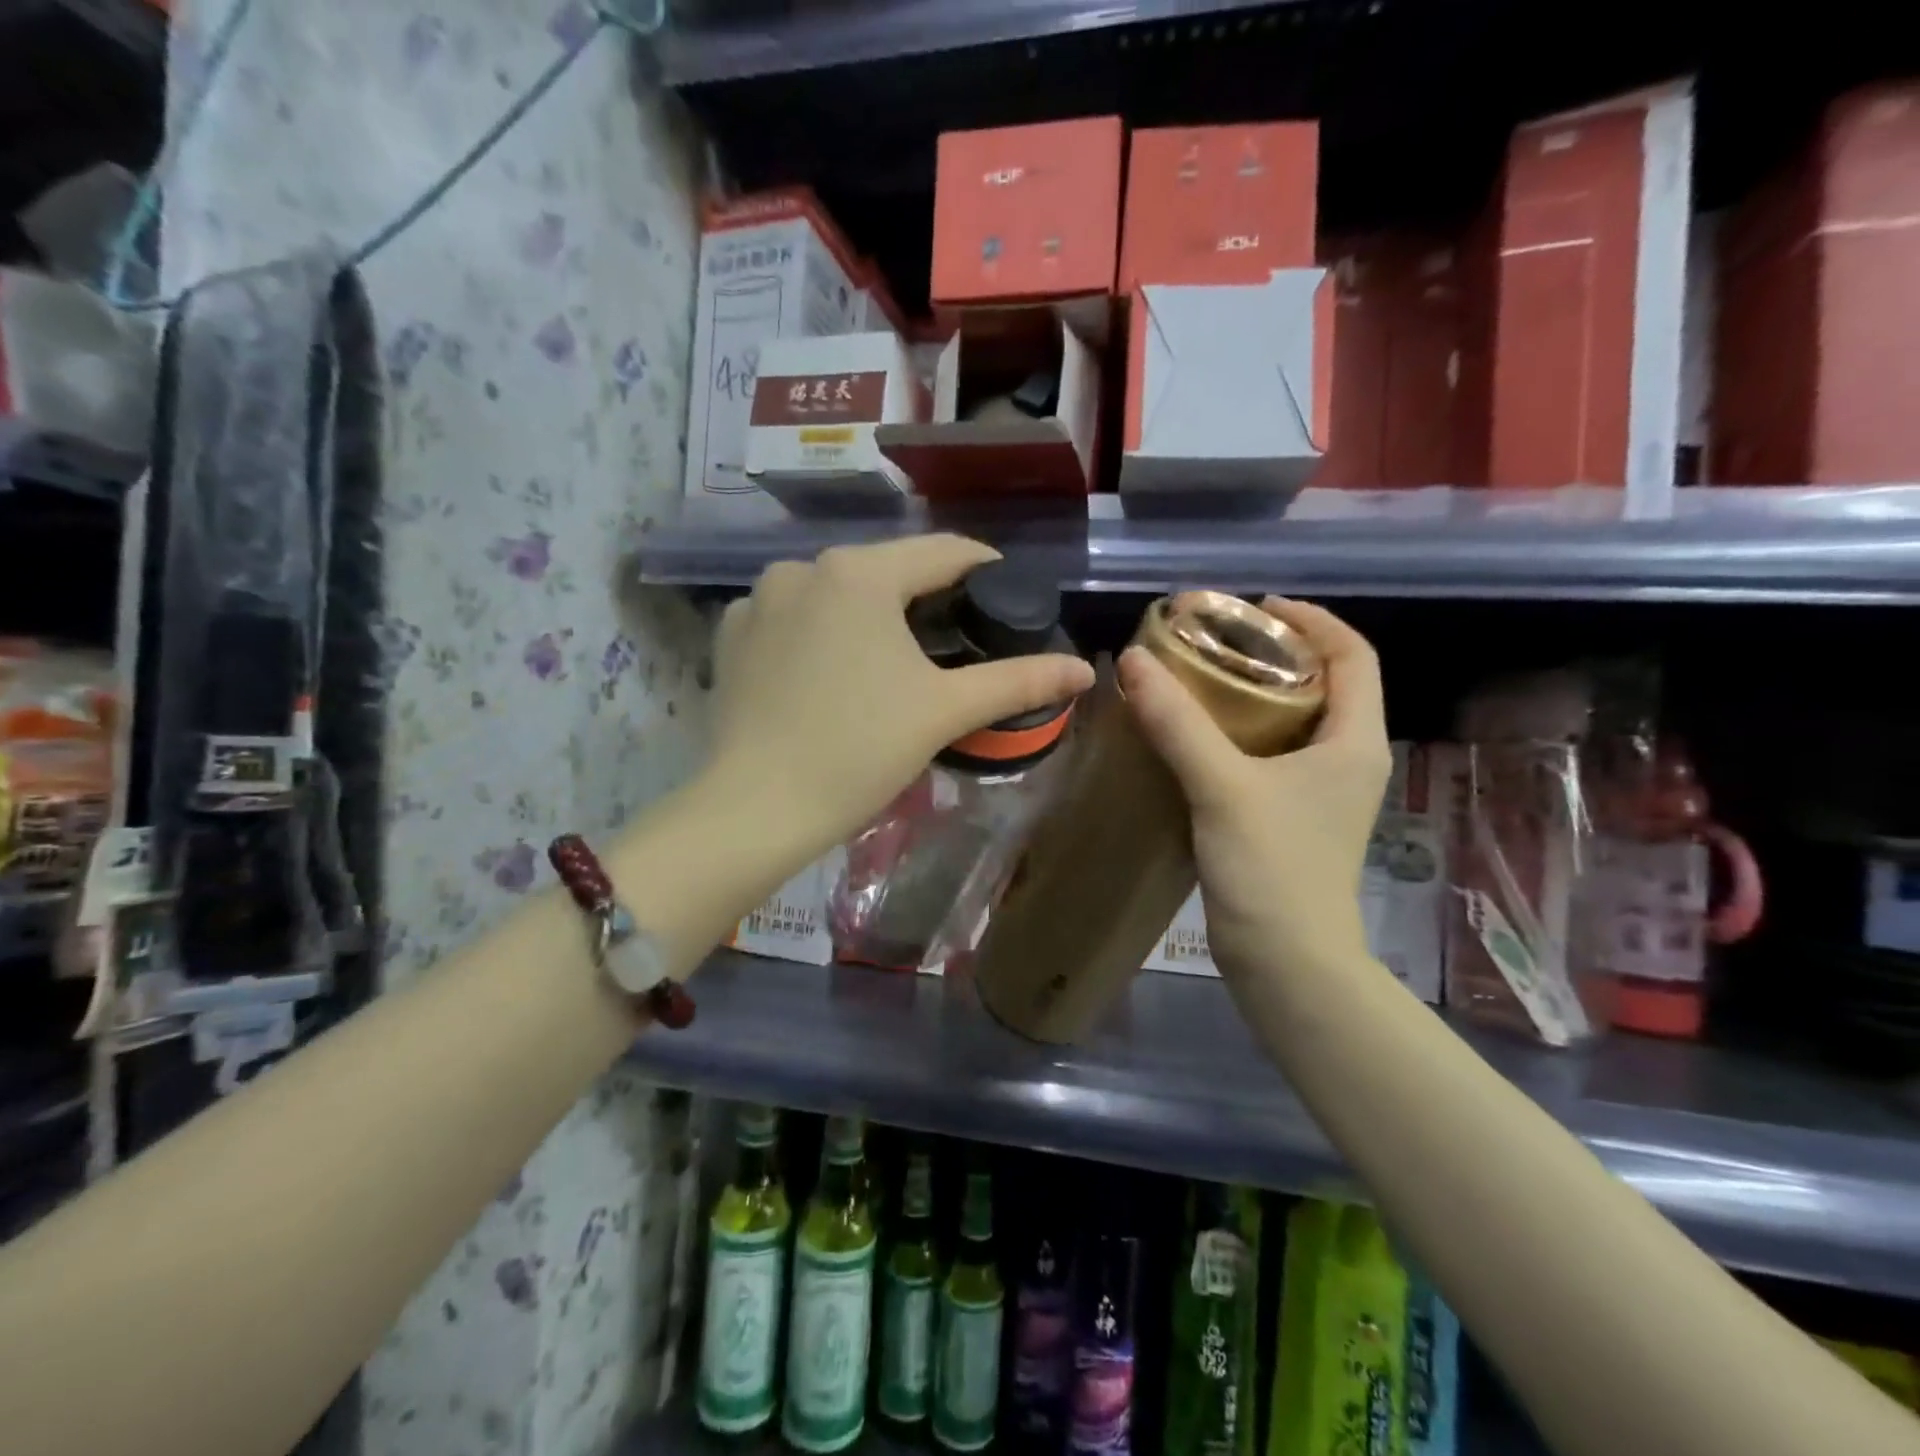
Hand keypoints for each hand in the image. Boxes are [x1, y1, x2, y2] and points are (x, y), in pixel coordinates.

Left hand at [706, 536, 1094, 861]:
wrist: (756, 808)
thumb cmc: (859, 750)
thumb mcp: (945, 711)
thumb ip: (1018, 681)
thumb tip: (1084, 671)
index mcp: (859, 573)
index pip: (943, 552)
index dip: (985, 570)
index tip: (1009, 596)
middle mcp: (803, 567)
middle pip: (886, 571)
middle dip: (925, 599)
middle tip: (957, 639)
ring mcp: (757, 599)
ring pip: (836, 594)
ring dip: (870, 616)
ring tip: (893, 660)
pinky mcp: (731, 635)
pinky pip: (793, 619)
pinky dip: (820, 635)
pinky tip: (831, 674)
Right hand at [1120, 598, 1391, 979]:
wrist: (1286, 963)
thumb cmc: (1272, 869)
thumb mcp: (1222, 787)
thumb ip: (1178, 723)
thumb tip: (1132, 661)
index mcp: (1354, 742)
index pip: (1354, 655)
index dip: (1312, 620)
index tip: (1256, 607)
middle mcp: (1348, 760)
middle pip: (1327, 684)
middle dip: (1278, 654)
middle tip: (1219, 641)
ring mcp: (1323, 794)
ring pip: (1297, 722)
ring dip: (1257, 695)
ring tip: (1203, 681)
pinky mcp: (1295, 819)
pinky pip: (1274, 755)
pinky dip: (1242, 734)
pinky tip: (1197, 738)